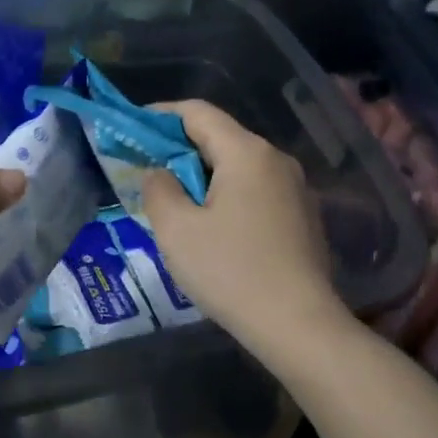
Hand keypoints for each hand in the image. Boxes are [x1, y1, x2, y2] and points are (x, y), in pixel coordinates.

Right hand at [141, 100, 347, 356]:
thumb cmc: (231, 271)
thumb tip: (160, 173)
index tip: (133, 129)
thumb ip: (158, 189)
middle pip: (221, 137)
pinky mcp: (303, 216)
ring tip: (177, 202)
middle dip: (181, 148)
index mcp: (246, 152)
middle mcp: (276, 160)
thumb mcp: (176, 230)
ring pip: (240, 166)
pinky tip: (215, 228)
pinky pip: (257, 190)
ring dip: (205, 175)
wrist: (299, 324)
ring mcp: (296, 188)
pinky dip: (229, 195)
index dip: (161, 115)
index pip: (198, 112)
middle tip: (148, 170)